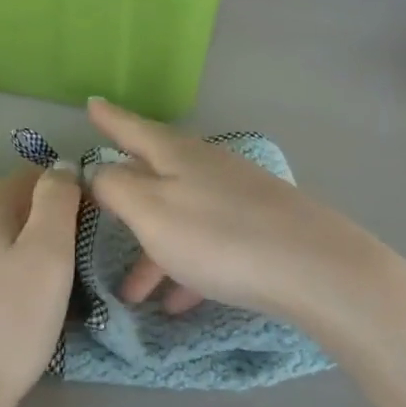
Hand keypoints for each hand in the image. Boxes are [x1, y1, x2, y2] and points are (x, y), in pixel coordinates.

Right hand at [85, 98, 396, 343]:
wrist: (314, 268)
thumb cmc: (218, 236)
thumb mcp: (151, 211)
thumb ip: (117, 186)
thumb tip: (99, 169)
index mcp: (176, 154)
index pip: (132, 128)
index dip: (109, 118)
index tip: (91, 103)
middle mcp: (206, 167)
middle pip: (155, 176)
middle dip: (125, 200)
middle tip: (98, 213)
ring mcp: (236, 197)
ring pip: (180, 217)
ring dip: (153, 251)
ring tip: (133, 293)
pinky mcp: (259, 229)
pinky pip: (209, 244)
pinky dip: (187, 267)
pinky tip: (178, 303)